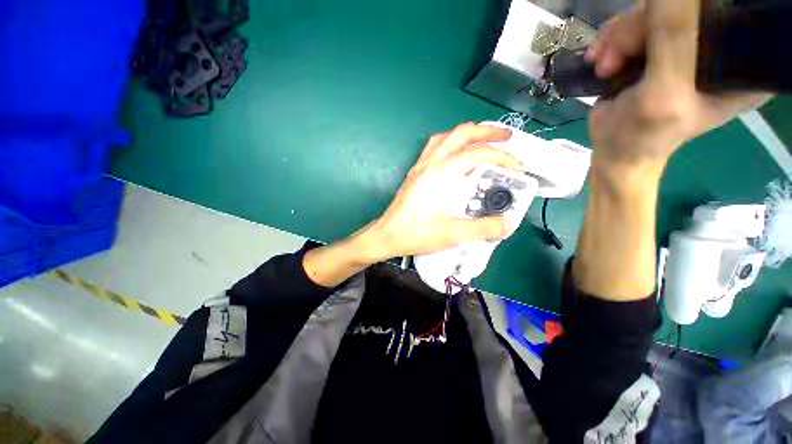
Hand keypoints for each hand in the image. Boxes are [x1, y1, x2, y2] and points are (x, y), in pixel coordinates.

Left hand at [363, 123, 523, 260]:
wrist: (386, 236)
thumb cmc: (415, 234)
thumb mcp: (452, 234)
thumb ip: (483, 228)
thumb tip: (507, 224)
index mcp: (439, 174)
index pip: (477, 154)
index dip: (503, 157)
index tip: (518, 169)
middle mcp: (429, 164)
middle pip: (460, 133)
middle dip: (487, 131)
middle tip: (506, 138)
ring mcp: (420, 167)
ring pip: (445, 137)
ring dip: (466, 135)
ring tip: (482, 143)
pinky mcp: (415, 174)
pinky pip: (434, 148)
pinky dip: (451, 145)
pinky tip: (457, 158)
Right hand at [584, 1, 771, 175]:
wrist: (615, 150)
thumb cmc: (643, 134)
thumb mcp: (664, 91)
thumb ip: (674, 39)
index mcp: (740, 62)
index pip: (723, 14)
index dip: (689, 15)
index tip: (657, 42)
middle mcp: (717, 46)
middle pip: (681, 8)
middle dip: (638, 31)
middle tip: (611, 63)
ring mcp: (685, 44)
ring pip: (652, 13)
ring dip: (618, 39)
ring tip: (603, 67)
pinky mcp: (658, 46)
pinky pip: (634, 24)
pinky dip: (610, 41)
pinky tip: (599, 60)